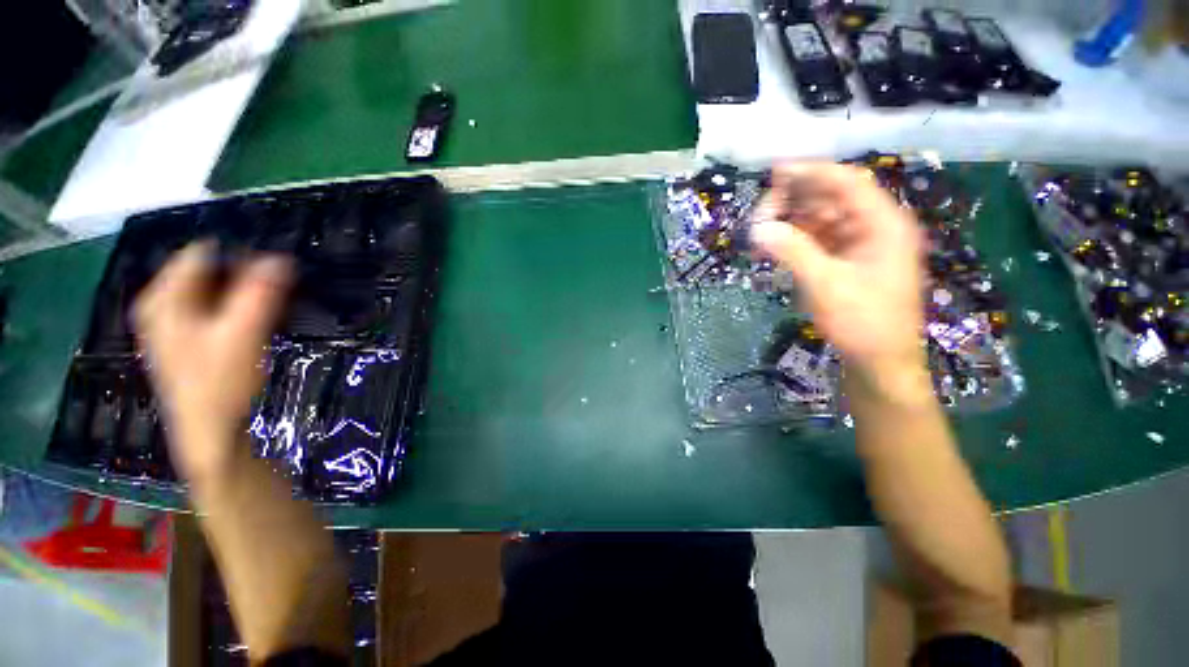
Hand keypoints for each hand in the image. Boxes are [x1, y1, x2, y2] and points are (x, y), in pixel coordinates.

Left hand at [133, 242, 292, 484]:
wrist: (210, 430)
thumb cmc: (220, 383)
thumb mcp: (242, 335)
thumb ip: (260, 294)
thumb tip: (282, 258)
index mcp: (164, 299)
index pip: (201, 253)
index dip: (239, 253)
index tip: (274, 264)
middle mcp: (160, 304)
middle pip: (204, 270)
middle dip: (241, 271)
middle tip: (277, 284)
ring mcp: (170, 322)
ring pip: (209, 289)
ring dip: (240, 289)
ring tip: (271, 298)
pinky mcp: (184, 337)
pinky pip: (209, 305)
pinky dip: (233, 304)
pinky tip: (253, 317)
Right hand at [751, 163, 926, 393]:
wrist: (879, 361)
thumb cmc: (862, 322)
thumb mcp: (825, 285)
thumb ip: (792, 251)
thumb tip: (759, 228)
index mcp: (884, 224)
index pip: (847, 182)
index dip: (811, 172)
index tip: (775, 172)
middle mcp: (875, 227)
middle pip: (832, 198)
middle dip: (795, 201)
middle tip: (761, 215)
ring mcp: (861, 244)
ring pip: (822, 219)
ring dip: (791, 222)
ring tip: (762, 233)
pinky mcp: (848, 260)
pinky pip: (818, 240)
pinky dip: (795, 241)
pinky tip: (774, 247)